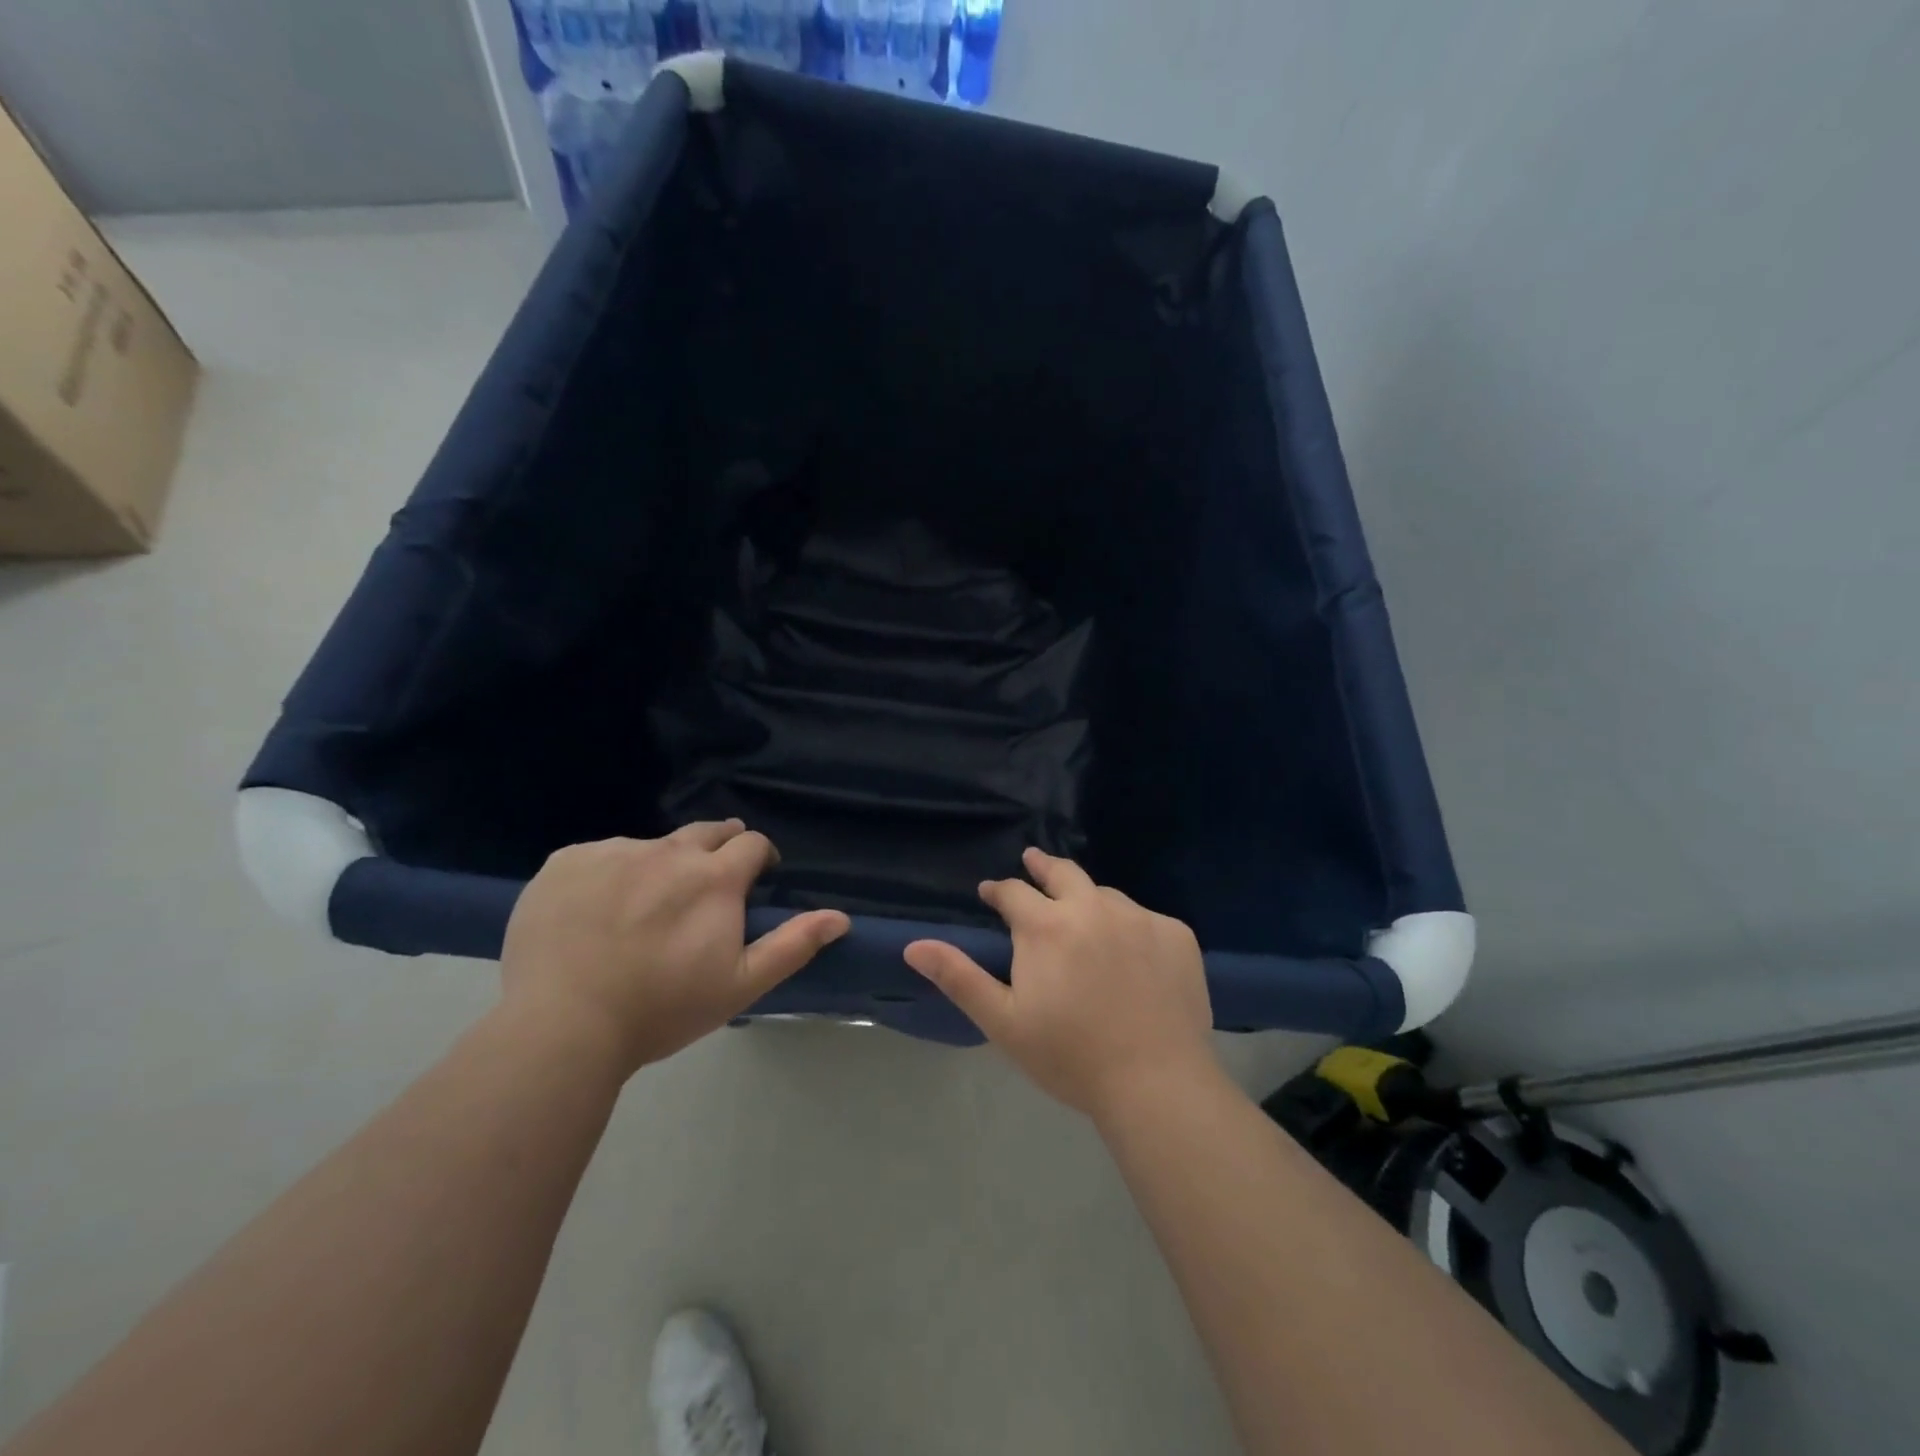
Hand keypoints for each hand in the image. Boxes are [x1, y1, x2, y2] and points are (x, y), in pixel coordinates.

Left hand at [499, 821, 849, 1075]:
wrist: (561, 1028)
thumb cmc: (662, 1009)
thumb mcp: (740, 985)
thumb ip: (793, 945)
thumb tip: (840, 917)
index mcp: (714, 877)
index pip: (752, 843)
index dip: (759, 859)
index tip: (754, 882)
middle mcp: (667, 851)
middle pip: (707, 831)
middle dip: (718, 850)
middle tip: (706, 889)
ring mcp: (613, 852)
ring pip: (651, 845)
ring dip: (661, 865)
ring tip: (644, 910)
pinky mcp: (566, 861)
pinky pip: (600, 855)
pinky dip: (609, 874)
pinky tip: (597, 912)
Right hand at [903, 848, 1216, 1117]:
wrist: (1157, 1083)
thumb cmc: (1070, 1057)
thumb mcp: (1003, 1021)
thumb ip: (959, 977)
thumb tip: (913, 945)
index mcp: (1047, 926)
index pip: (1014, 892)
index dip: (998, 890)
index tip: (990, 893)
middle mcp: (1093, 907)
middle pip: (1063, 873)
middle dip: (1042, 866)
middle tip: (1033, 861)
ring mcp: (1139, 918)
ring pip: (1105, 894)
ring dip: (1087, 898)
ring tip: (1082, 913)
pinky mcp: (1177, 934)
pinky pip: (1145, 918)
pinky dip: (1130, 926)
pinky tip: (1130, 949)